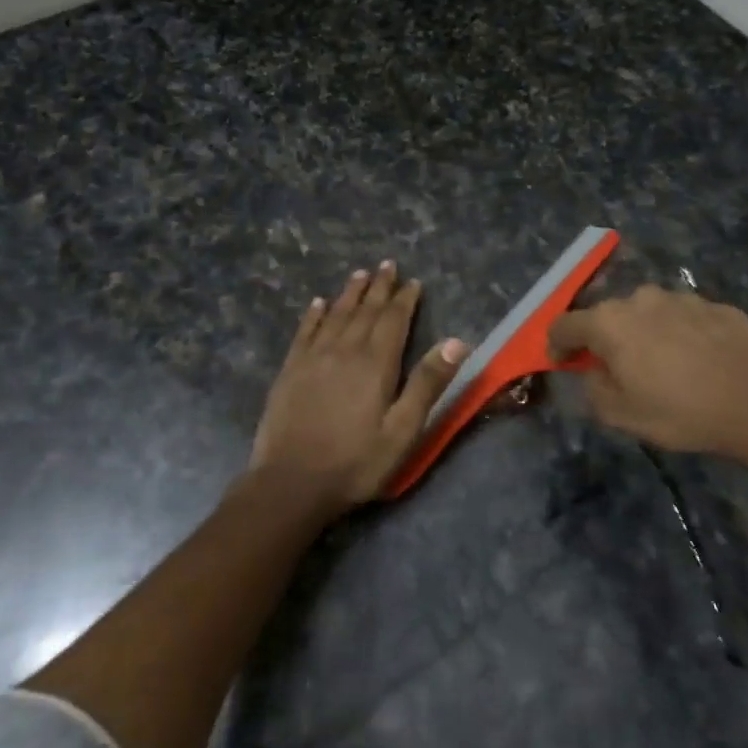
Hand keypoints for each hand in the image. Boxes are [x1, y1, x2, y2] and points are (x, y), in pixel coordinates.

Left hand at [251, 261, 467, 513]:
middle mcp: (344, 350)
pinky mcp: (290, 370)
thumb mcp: (403, 430)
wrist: (291, 482)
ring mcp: (312, 358)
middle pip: (364, 311)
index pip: (393, 320)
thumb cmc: (355, 462)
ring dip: (349, 293)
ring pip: (335, 315)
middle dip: (378, 287)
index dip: (404, 299)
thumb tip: (457, 341)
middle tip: (387, 265)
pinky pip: (305, 332)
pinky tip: (318, 303)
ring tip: (359, 274)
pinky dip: (314, 314)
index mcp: (375, 364)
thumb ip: (427, 384)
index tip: (413, 282)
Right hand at [548, 285, 747, 457]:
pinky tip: (696, 361)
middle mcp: (640, 299)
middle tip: (617, 370)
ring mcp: (680, 298)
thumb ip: (593, 390)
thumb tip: (592, 373)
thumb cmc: (681, 411)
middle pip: (607, 315)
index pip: (564, 324)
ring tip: (662, 366)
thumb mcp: (622, 416)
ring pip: (647, 313)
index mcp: (609, 322)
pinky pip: (682, 317)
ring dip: (643, 334)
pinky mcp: (714, 304)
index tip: (562, 363)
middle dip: (604, 339)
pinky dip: (678, 334)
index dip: (556, 344)